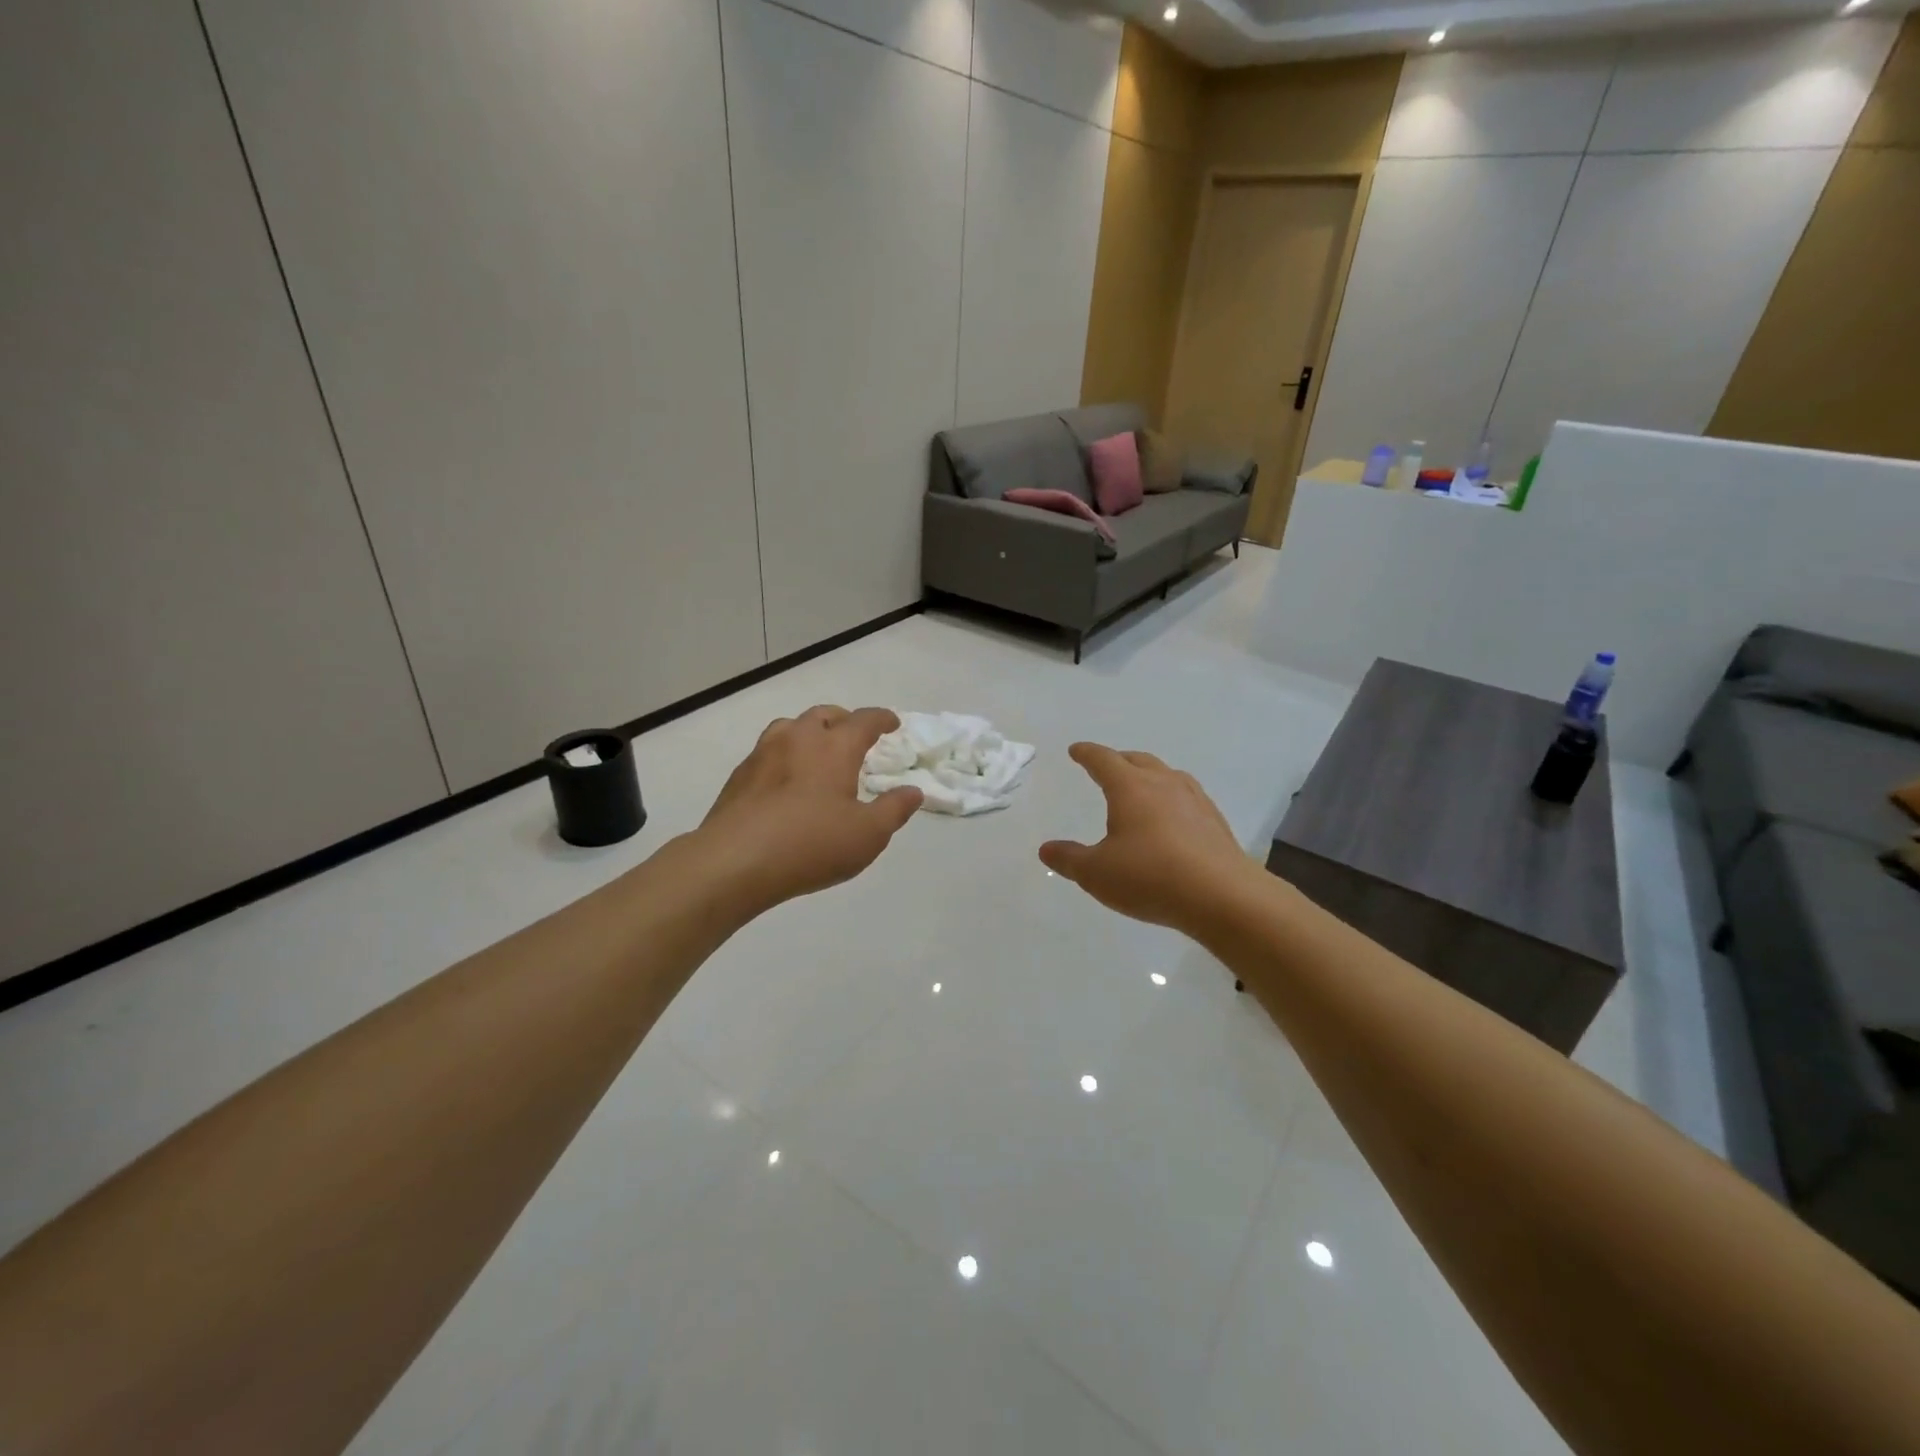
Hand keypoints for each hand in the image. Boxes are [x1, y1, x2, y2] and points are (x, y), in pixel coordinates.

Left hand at [697, 705, 921, 914]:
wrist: (734, 862)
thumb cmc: (811, 844)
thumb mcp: (868, 834)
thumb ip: (894, 809)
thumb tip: (913, 791)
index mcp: (834, 747)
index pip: (864, 720)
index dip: (882, 719)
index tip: (892, 724)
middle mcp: (798, 739)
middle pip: (824, 715)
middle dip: (844, 720)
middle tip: (854, 736)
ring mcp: (763, 754)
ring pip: (790, 727)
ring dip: (809, 732)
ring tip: (817, 752)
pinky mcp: (740, 776)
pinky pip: (768, 752)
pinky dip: (785, 756)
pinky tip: (785, 781)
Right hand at [1040, 743, 1258, 934]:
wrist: (1222, 896)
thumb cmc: (1149, 877)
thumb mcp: (1096, 873)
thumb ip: (1069, 859)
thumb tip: (1046, 849)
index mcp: (1130, 788)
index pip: (1104, 760)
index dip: (1087, 754)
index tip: (1076, 750)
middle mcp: (1163, 784)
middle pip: (1138, 760)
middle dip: (1119, 760)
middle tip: (1107, 766)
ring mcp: (1194, 800)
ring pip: (1167, 775)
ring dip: (1149, 775)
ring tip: (1142, 787)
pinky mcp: (1215, 821)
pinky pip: (1187, 797)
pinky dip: (1172, 798)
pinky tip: (1174, 818)